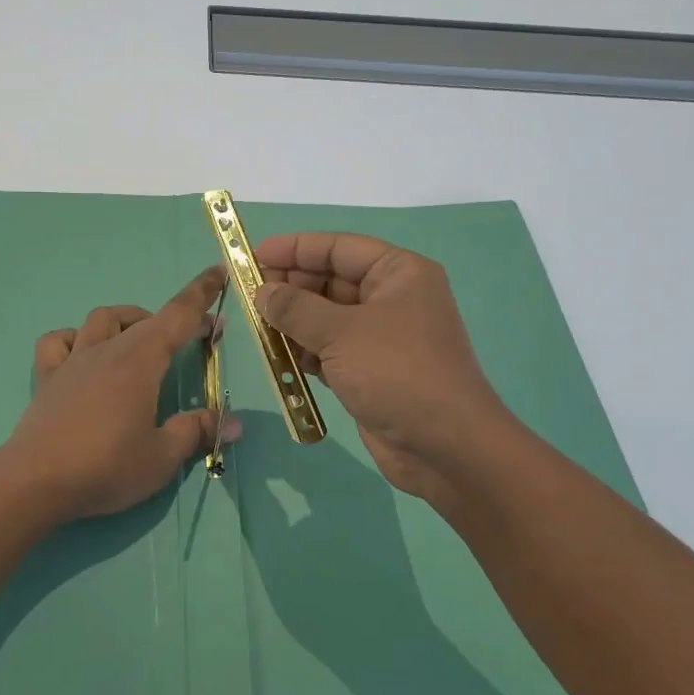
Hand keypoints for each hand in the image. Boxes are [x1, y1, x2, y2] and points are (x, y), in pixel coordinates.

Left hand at [5, 267, 239, 520]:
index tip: (218, 273)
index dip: (201, 293)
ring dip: (127, 320)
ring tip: (141, 341)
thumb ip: (196, 432)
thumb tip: (233, 422)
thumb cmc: (105, 467)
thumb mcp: (161, 457)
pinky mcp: (47, 377)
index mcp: (140, 361)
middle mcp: (107, 350)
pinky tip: (83, 354)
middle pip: (146, 319)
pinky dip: (75, 338)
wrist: (35, 482)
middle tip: (196, 337)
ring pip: (102, 319)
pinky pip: (58, 341)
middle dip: (176, 320)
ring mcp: (73, 360)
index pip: (178, 315)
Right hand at [253, 232, 515, 503]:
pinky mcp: (370, 370)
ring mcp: (381, 336)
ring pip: (326, 317)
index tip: (252, 254)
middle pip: (330, 280)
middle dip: (290, 286)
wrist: (445, 447)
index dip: (294, 248)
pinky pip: (329, 348)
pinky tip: (280, 357)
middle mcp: (391, 298)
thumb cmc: (397, 373)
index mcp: (398, 273)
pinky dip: (304, 350)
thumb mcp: (341, 332)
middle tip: (248, 296)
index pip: (338, 247)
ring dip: (293, 321)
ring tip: (257, 327)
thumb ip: (295, 307)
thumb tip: (262, 291)